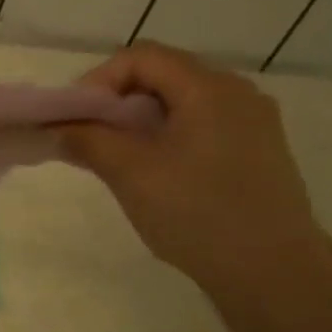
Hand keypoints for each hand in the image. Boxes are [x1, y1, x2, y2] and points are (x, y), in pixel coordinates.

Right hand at [57, 43, 331, 307]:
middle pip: (162, 75)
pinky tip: (152, 171)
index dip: (98, 80)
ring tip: (114, 156)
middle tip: (88, 135)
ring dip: (138, 119)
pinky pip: (200, 124)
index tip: (75, 118)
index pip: (141, 58)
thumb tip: (57, 126)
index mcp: (209, 89)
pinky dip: (165, 135)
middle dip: (115, 100)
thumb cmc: (196, 213)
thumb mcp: (129, 173)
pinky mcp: (257, 151)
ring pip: (180, 101)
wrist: (273, 273)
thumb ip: (88, 140)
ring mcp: (253, 123)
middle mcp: (237, 93)